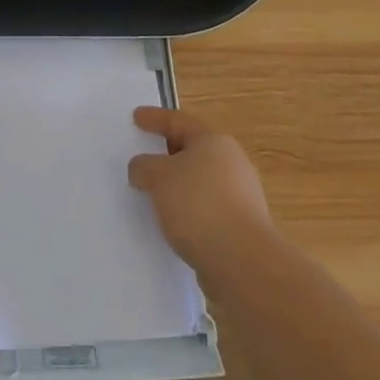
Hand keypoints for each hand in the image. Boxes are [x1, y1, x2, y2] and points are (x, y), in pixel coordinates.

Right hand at [128, 107, 273, 273]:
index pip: (179, 122)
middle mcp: (232, 163)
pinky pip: (206, 208)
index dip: (155, 118)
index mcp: (214, 141)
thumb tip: (142, 168)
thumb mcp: (159, 177)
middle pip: (193, 150)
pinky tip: (173, 224)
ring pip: (200, 182)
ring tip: (153, 195)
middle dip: (168, 154)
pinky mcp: (241, 227)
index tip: (136, 117)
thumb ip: (144, 167)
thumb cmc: (198, 204)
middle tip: (145, 157)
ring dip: (178, 186)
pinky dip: (188, 210)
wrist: (242, 261)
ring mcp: (241, 196)